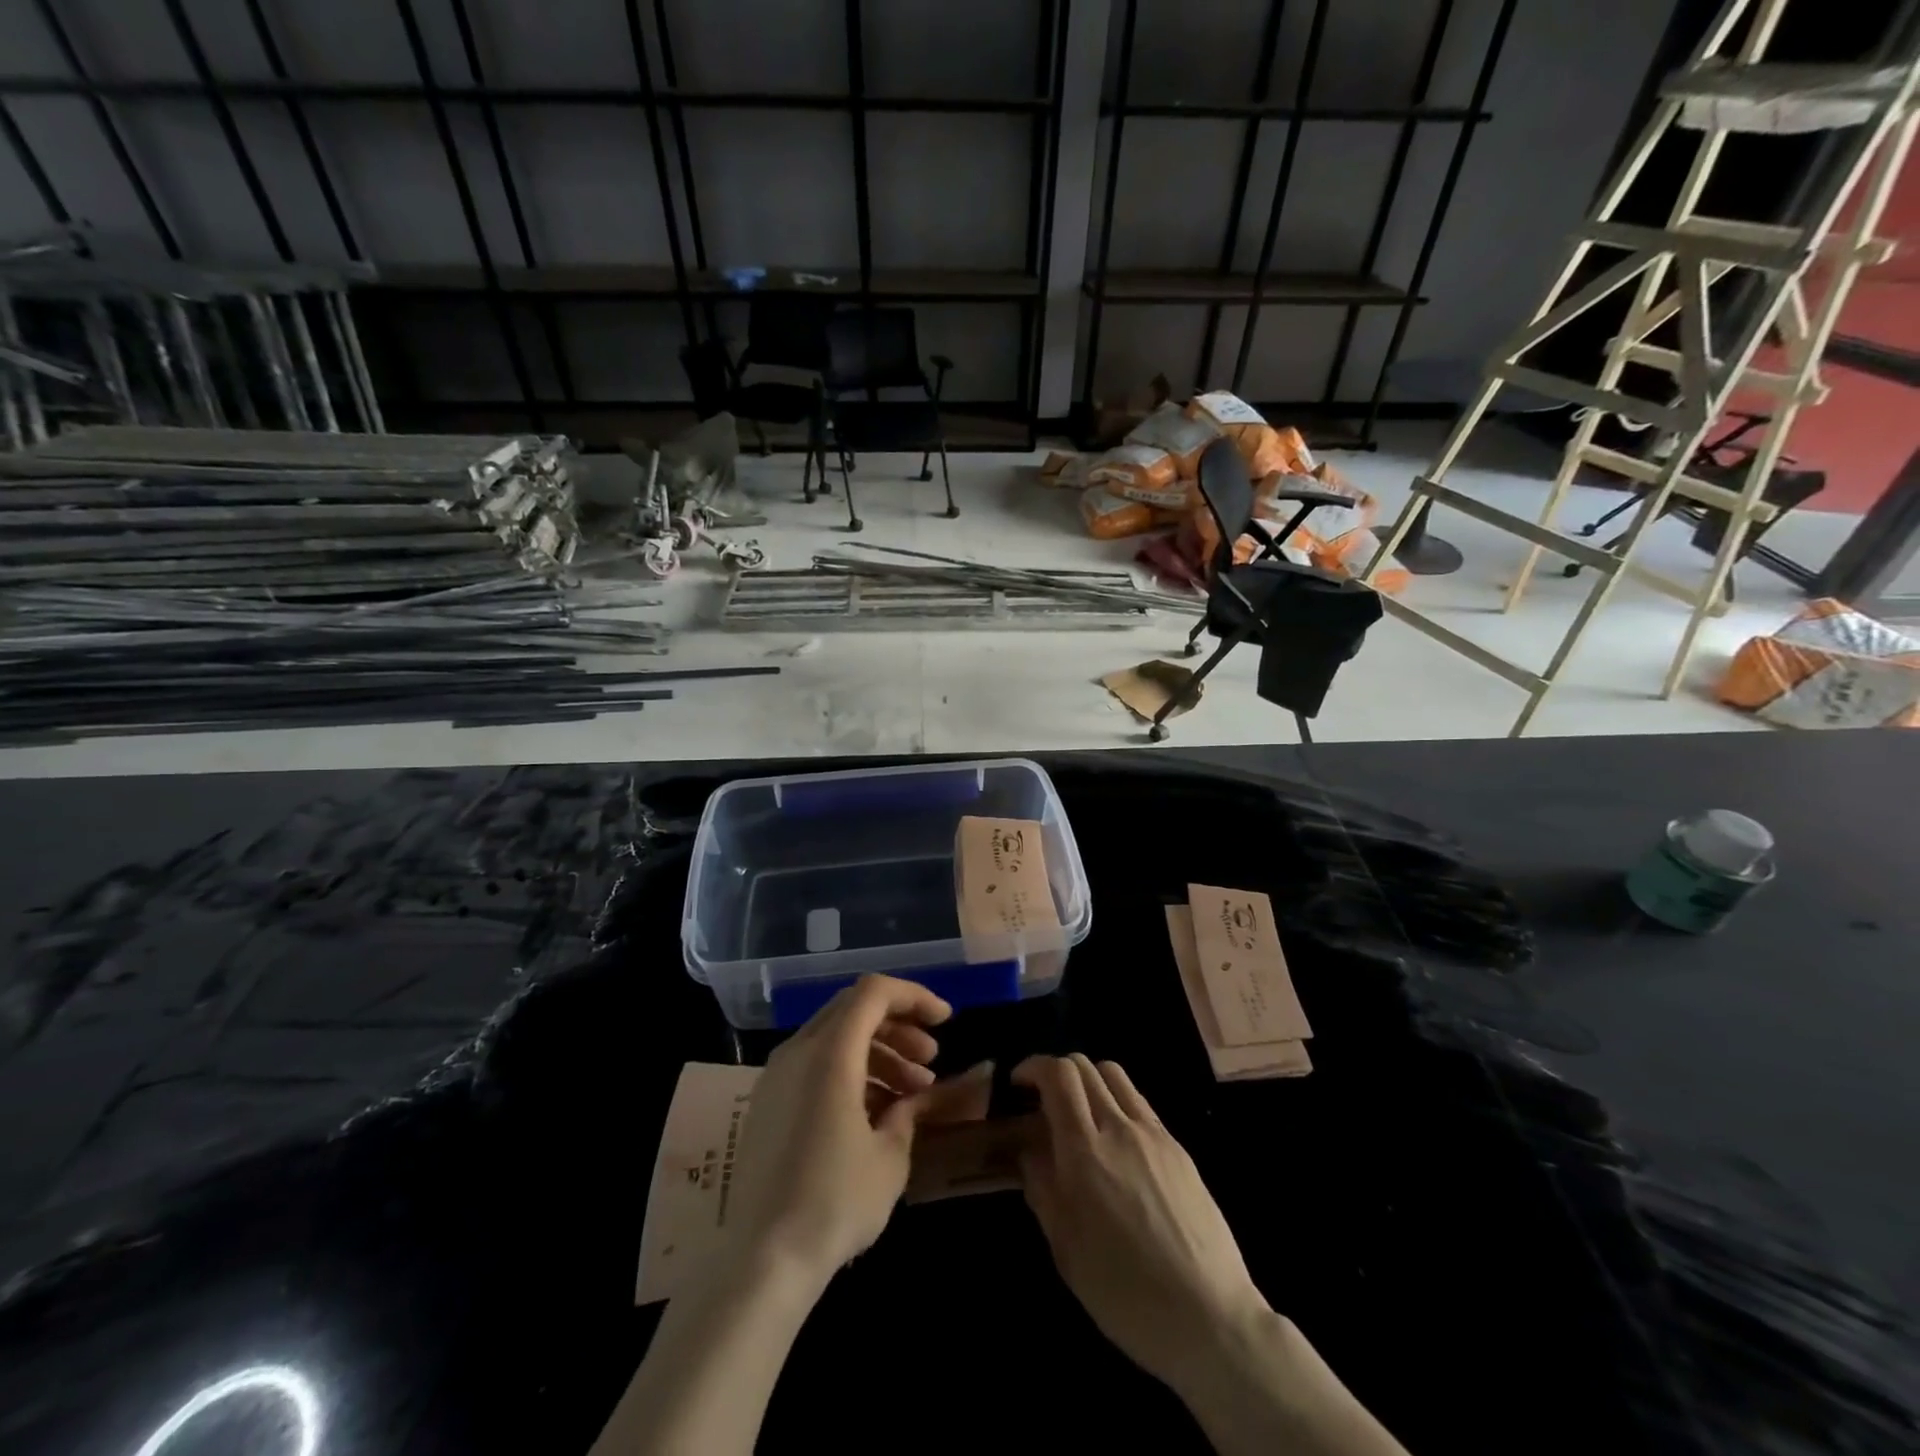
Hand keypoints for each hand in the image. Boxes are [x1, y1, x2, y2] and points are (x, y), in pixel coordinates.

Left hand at [724, 975, 987, 1286]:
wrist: (762, 1261)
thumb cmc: (835, 1202)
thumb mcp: (890, 1156)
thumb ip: (909, 1110)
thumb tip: (916, 1096)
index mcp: (829, 1053)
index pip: (874, 992)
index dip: (914, 997)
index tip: (946, 1021)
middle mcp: (798, 1051)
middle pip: (853, 1009)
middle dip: (898, 1025)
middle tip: (931, 1059)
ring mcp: (777, 1076)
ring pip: (835, 1037)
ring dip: (878, 1052)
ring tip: (913, 1091)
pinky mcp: (768, 1103)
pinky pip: (815, 1065)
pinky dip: (851, 1071)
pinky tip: (876, 1111)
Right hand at [1014, 1054, 1268, 1389]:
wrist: (1210, 1317)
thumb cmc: (1125, 1292)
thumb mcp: (1066, 1250)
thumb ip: (1043, 1190)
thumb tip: (1031, 1153)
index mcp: (1085, 1152)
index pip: (1059, 1075)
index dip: (1034, 1066)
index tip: (1018, 1083)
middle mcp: (1119, 1128)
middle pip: (1085, 1065)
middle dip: (1056, 1071)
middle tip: (1043, 1099)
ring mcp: (1153, 1134)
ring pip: (1114, 1074)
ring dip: (1088, 1079)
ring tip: (1079, 1112)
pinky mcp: (1177, 1147)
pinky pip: (1139, 1102)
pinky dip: (1116, 1100)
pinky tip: (1114, 1139)